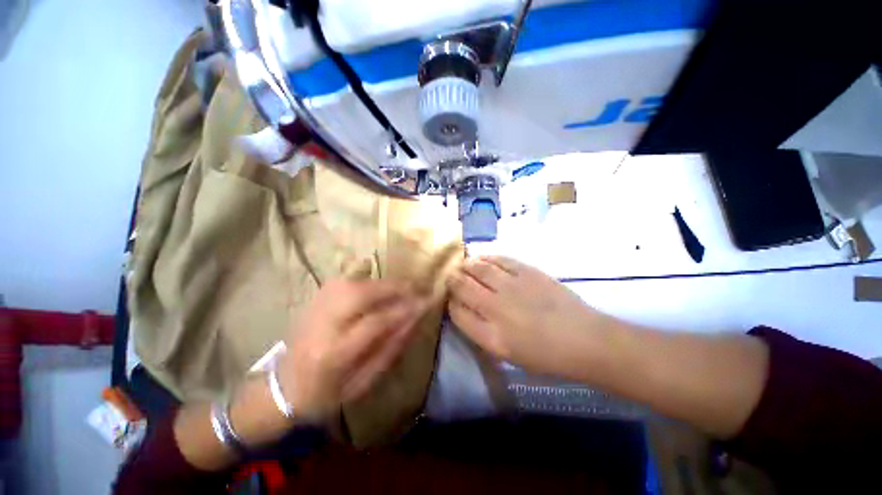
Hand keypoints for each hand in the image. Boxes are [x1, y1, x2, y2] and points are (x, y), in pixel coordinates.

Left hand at [276, 279, 425, 421]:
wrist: (282, 388)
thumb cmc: (326, 394)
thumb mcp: (362, 384)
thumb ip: (390, 350)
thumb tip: (413, 321)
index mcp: (334, 354)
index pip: (376, 323)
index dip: (404, 310)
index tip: (425, 304)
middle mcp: (322, 325)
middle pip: (361, 294)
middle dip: (394, 288)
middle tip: (415, 289)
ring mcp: (314, 308)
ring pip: (352, 282)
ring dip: (381, 282)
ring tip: (400, 287)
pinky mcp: (312, 300)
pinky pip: (341, 279)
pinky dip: (361, 274)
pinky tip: (374, 277)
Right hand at [447, 256, 619, 378]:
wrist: (585, 340)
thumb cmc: (545, 355)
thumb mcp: (507, 354)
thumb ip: (481, 332)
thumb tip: (465, 309)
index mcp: (490, 336)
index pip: (457, 313)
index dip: (450, 303)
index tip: (451, 299)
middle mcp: (495, 308)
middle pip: (462, 286)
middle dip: (452, 280)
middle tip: (451, 276)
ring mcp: (511, 286)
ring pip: (477, 268)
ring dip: (466, 265)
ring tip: (464, 265)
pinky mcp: (527, 271)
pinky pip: (499, 259)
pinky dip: (487, 257)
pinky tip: (482, 258)